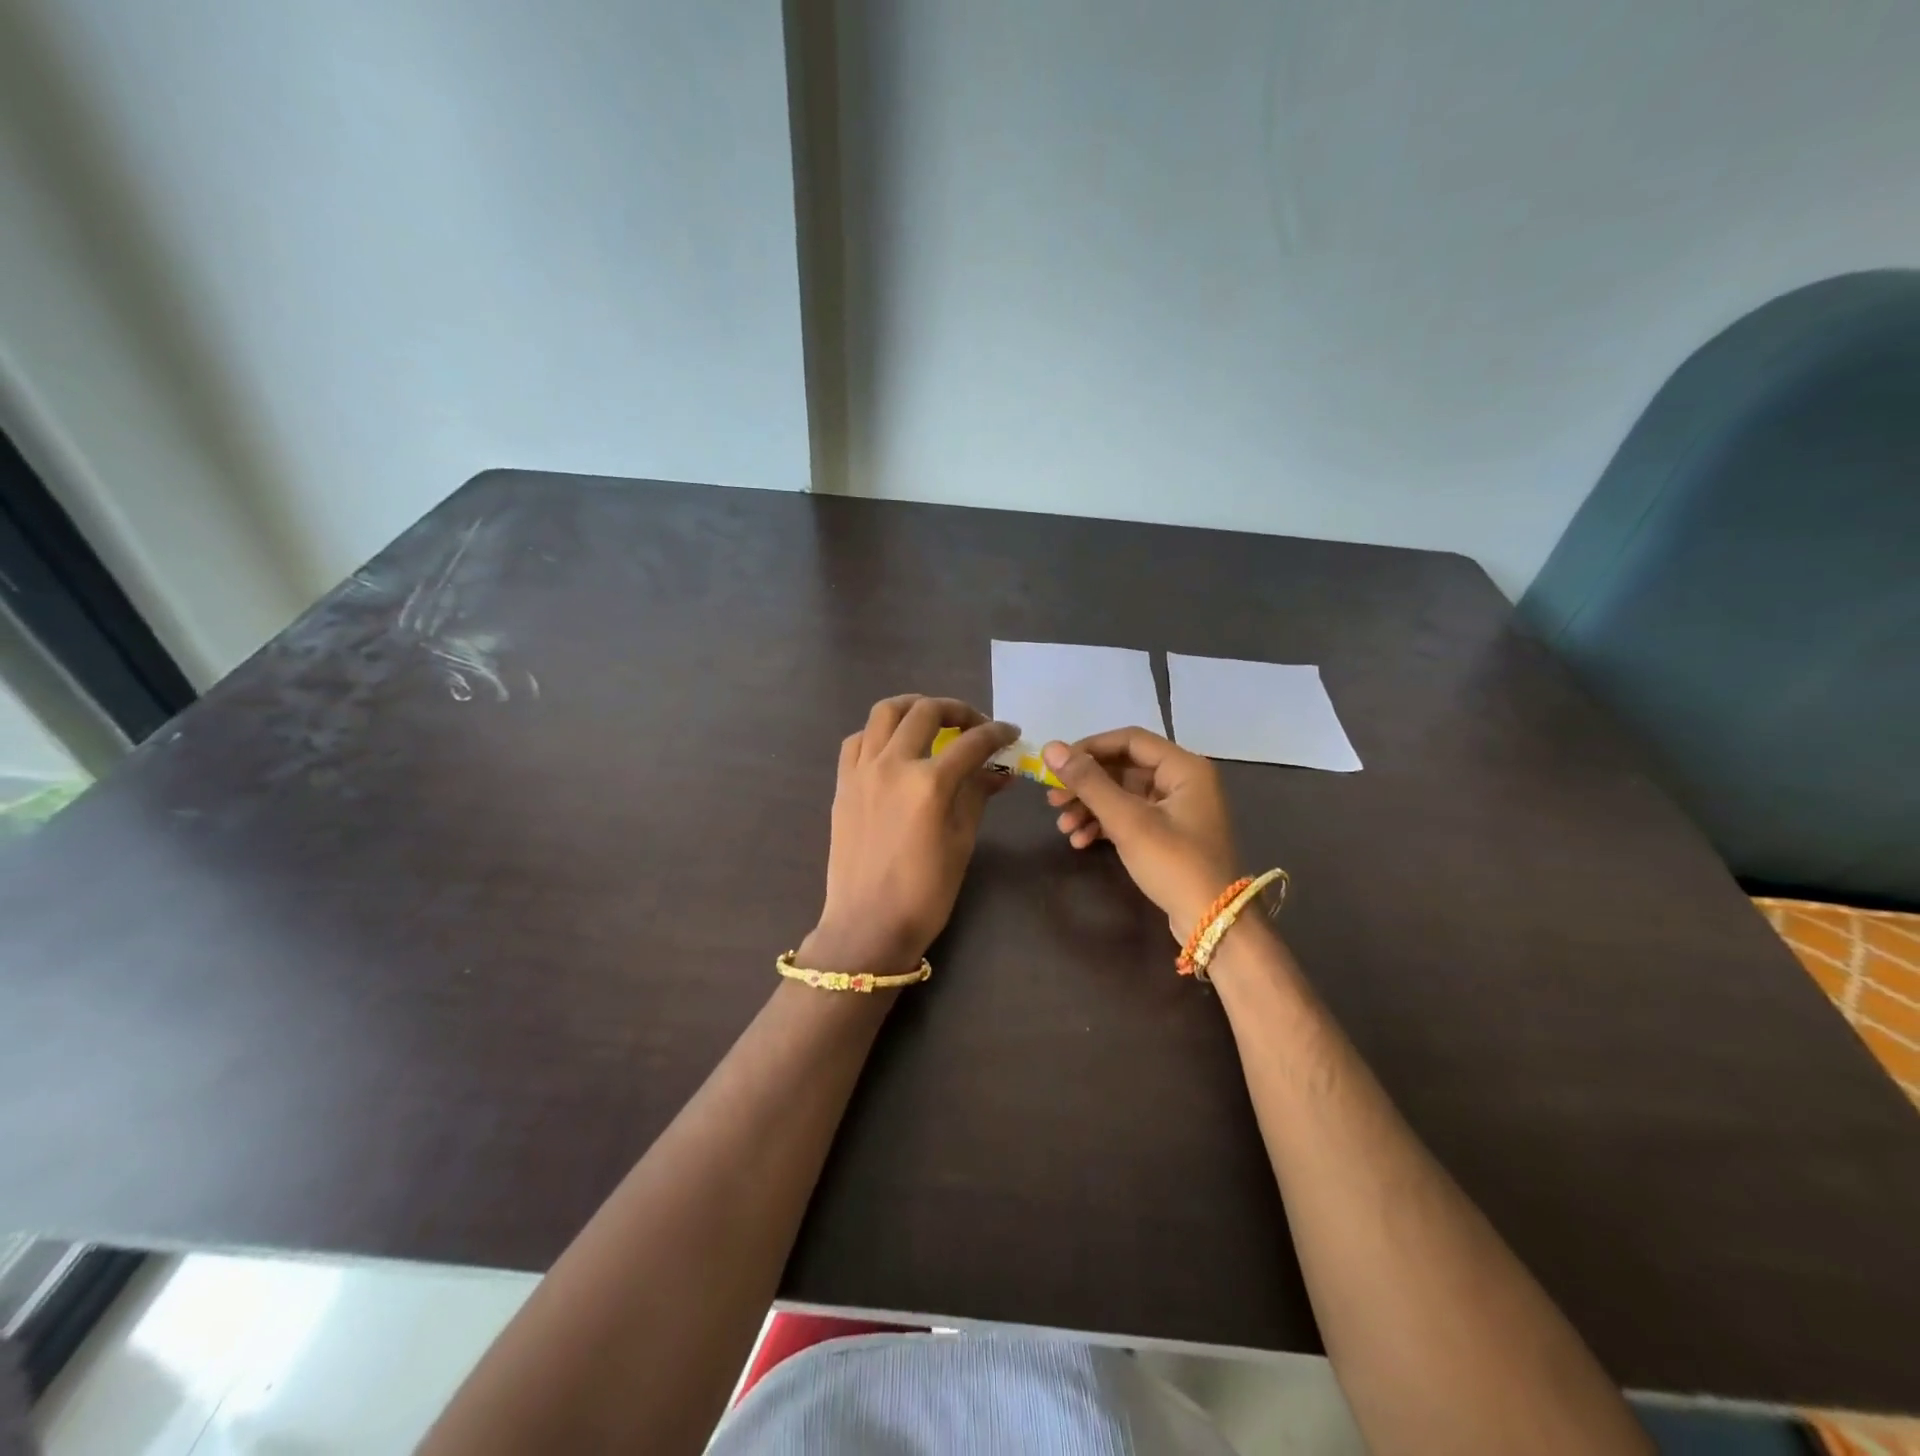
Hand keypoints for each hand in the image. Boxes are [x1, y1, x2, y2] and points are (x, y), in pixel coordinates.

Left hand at [803, 695, 1018, 973]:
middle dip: (958, 710)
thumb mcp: (962, 842)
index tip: (1011, 733)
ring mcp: (862, 770)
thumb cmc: (925, 892)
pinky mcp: (843, 782)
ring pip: (885, 711)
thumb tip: (1001, 770)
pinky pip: (859, 739)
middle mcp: (893, 764)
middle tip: (975, 725)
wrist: (867, 925)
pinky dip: (880, 732)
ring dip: (914, 707)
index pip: (972, 742)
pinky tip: (894, 747)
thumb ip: (978, 795)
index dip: (997, 733)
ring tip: (933, 719)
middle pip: (927, 711)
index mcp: (929, 783)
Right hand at [1043, 728, 1240, 943]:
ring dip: (1091, 807)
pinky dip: (1105, 825)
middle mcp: (1183, 781)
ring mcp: (1176, 809)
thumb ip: (1089, 782)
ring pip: (1123, 795)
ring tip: (1063, 826)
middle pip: (1124, 768)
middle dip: (1086, 785)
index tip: (1057, 765)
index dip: (1090, 748)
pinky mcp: (1168, 834)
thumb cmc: (1174, 863)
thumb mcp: (1128, 821)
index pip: (1130, 740)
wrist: (1212, 922)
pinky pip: (1130, 817)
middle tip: (1053, 800)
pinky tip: (1080, 841)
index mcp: (1184, 768)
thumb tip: (1051, 747)